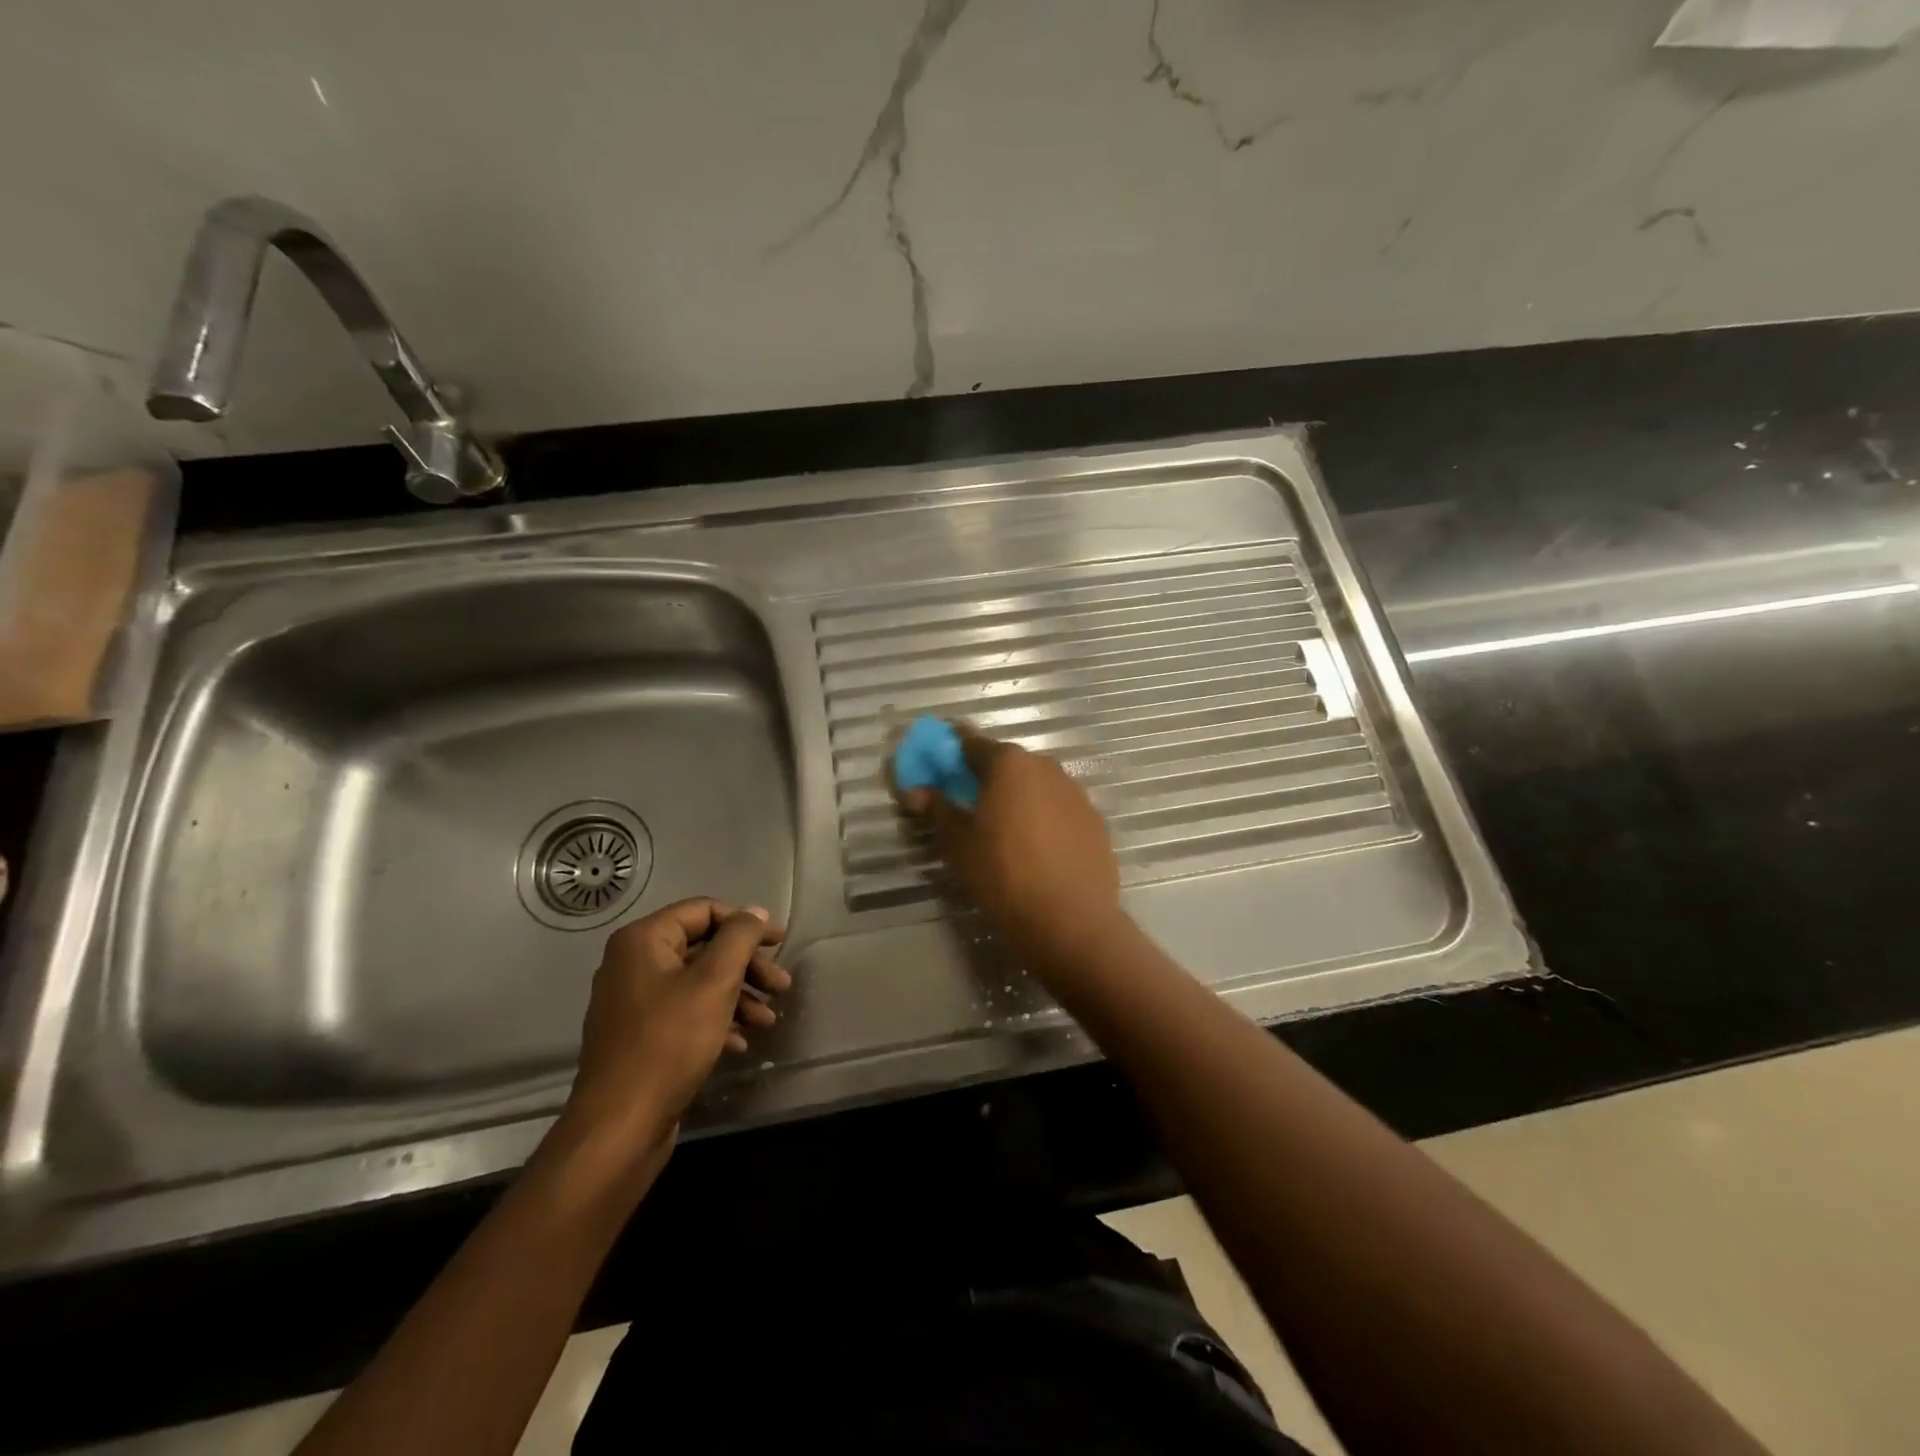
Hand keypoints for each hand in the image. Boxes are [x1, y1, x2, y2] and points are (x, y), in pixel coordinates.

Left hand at [561, 898, 790, 1151]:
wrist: (619, 1127)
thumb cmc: (669, 1043)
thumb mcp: (714, 982)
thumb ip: (739, 938)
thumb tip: (755, 912)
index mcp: (643, 941)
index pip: (704, 910)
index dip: (746, 923)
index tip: (780, 943)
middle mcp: (633, 964)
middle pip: (704, 948)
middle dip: (747, 966)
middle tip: (782, 986)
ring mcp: (634, 1002)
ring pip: (698, 983)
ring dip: (738, 996)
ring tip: (768, 1021)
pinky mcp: (640, 1037)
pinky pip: (685, 1013)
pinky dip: (717, 1021)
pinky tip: (741, 1043)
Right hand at [893, 724, 1122, 973]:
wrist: (1070, 919)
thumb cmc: (1003, 874)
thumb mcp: (957, 843)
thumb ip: (936, 809)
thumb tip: (916, 791)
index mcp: (1009, 763)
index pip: (971, 743)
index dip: (950, 754)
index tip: (938, 769)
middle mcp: (1046, 767)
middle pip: (1007, 763)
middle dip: (986, 778)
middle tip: (968, 806)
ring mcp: (1076, 793)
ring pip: (1037, 786)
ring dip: (1018, 799)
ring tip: (1003, 832)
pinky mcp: (1095, 822)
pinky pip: (1059, 810)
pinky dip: (1044, 820)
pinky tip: (1036, 851)